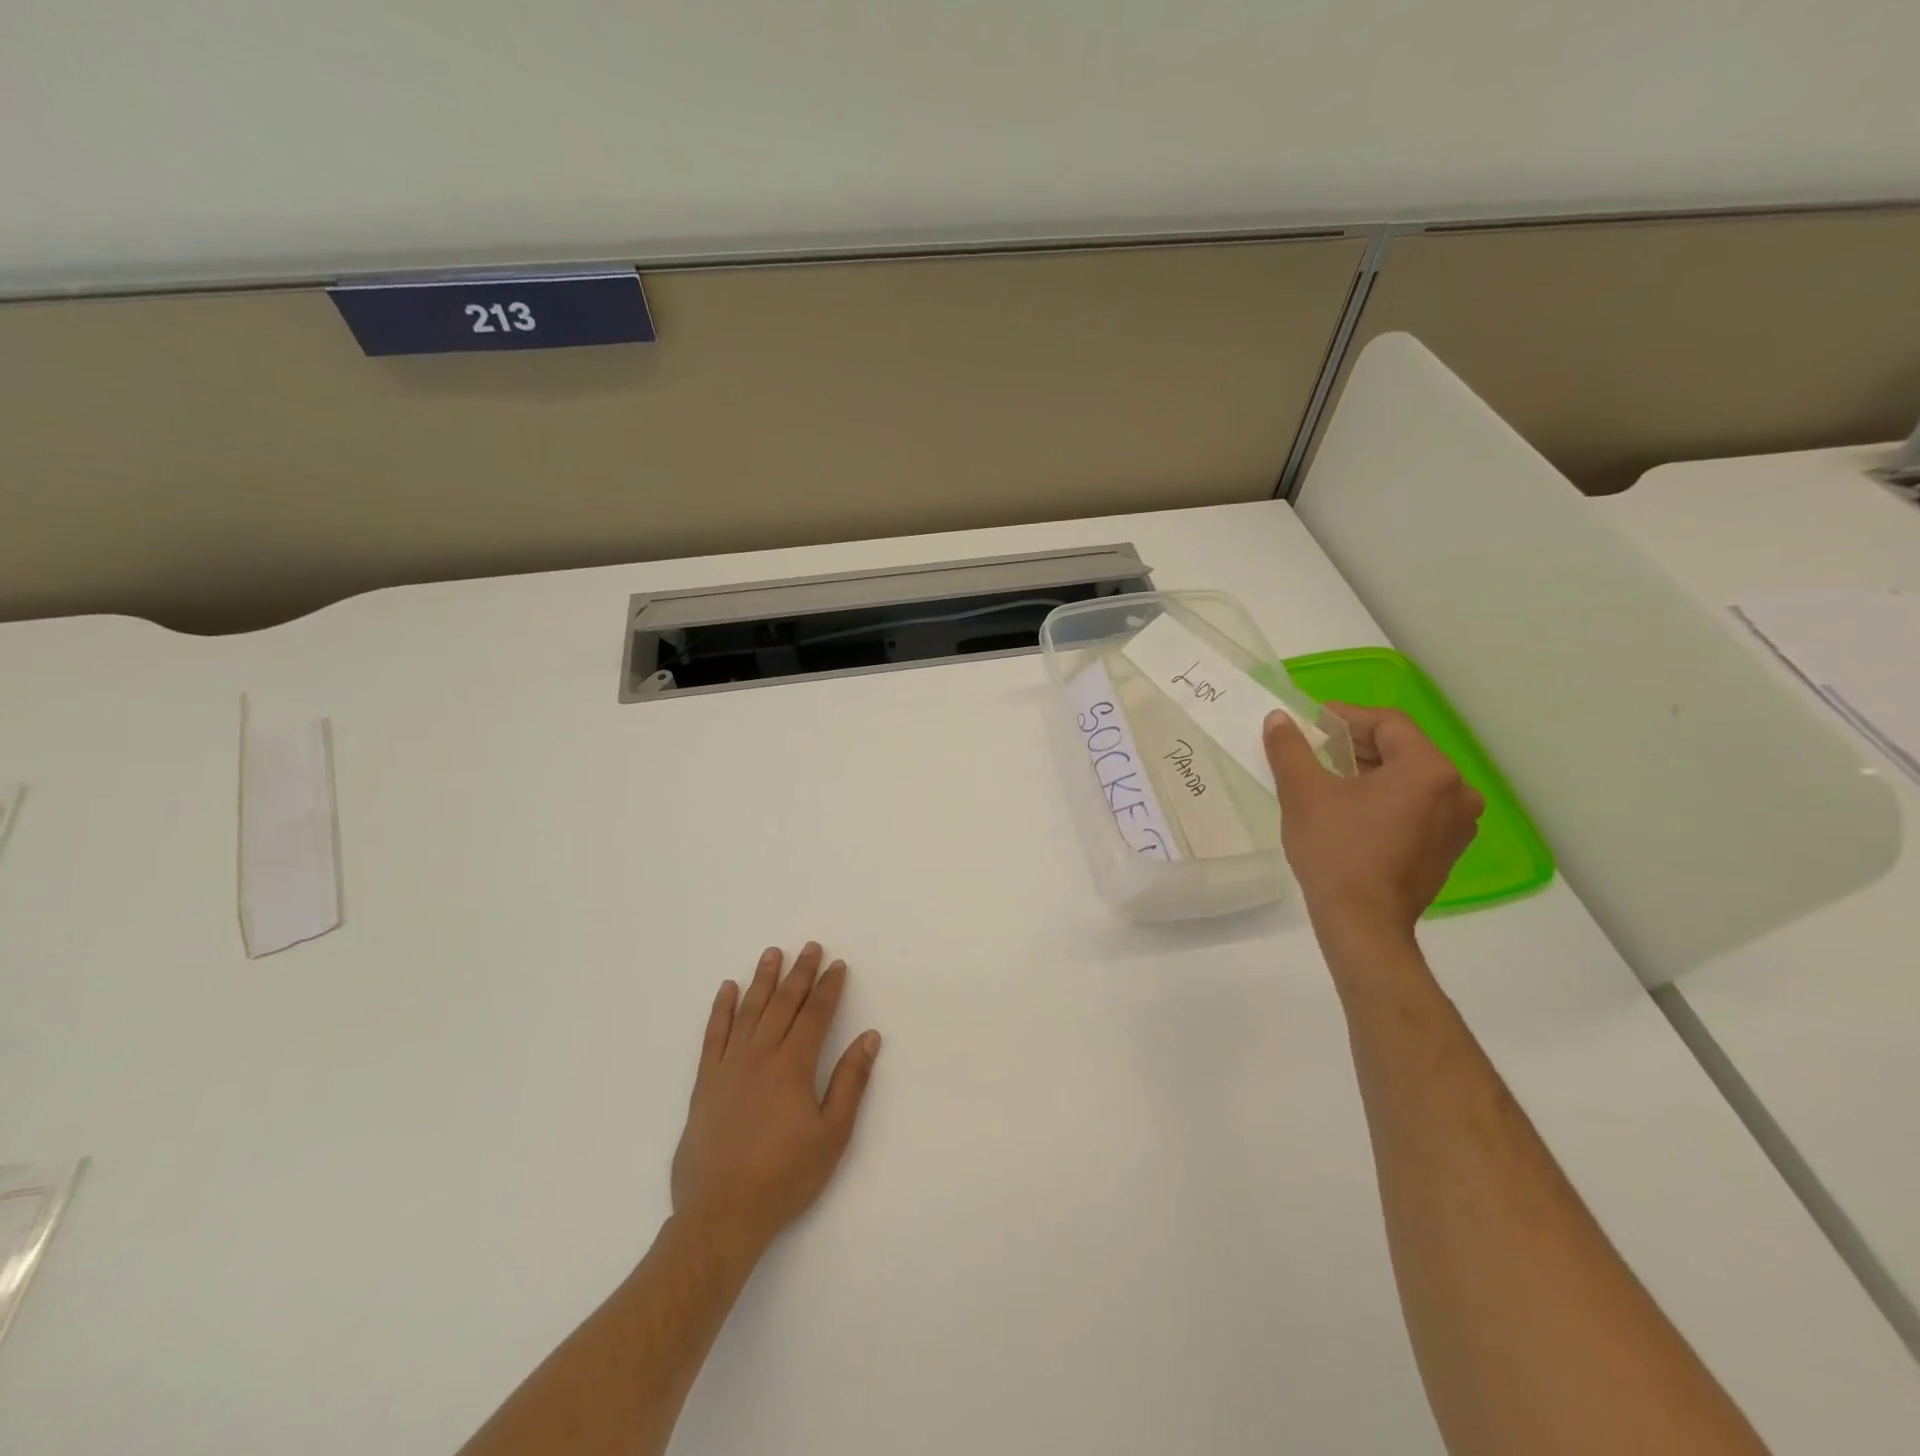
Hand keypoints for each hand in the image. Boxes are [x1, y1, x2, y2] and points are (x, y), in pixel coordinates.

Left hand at [670, 943, 881, 1256]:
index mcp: (794, 1065)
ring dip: (763, 979)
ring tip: (772, 953)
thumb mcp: (832, 1134)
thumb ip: (850, 1081)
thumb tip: (870, 1038)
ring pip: (749, 1011)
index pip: (816, 1014)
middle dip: (800, 973)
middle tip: (811, 947)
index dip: (829, 987)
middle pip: (783, 1004)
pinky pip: (713, 1036)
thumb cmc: (785, 1176)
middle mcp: (760, 1055)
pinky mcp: (704, 1083)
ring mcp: (729, 1066)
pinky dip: (721, 1010)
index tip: (838, 965)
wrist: (721, 1214)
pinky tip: (727, 989)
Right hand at [1263, 704, 1483, 944]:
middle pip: (1402, 749)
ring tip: (1329, 780)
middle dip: (1357, 745)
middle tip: (1315, 750)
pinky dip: (1386, 799)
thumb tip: (1279, 718)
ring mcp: (1457, 824)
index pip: (1388, 723)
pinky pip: (1417, 807)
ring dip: (1371, 772)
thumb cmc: (1336, 851)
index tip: (1311, 724)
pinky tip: (1352, 812)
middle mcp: (1456, 791)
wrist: (1362, 924)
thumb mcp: (1303, 792)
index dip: (1346, 717)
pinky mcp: (1447, 850)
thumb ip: (1290, 748)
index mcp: (1428, 769)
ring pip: (1410, 779)